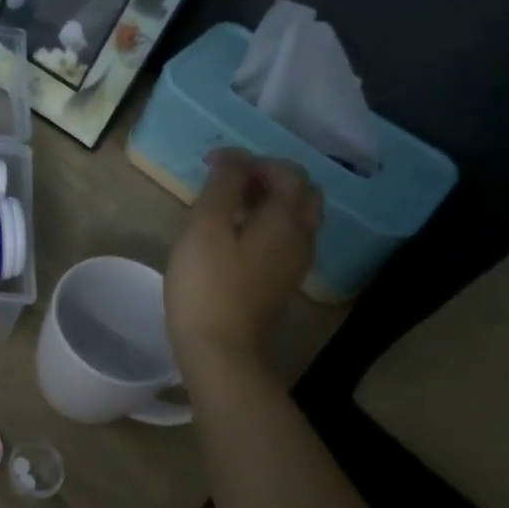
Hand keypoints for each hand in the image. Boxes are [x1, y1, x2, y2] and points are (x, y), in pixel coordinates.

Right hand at [165, 150, 322, 374]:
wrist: (220, 349)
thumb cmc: (207, 284)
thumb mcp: (206, 228)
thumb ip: (222, 187)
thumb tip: (232, 159)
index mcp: (286, 219)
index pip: (285, 171)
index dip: (250, 159)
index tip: (211, 163)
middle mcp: (302, 236)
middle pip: (300, 191)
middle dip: (267, 176)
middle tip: (227, 181)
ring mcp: (296, 262)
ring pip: (296, 216)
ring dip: (268, 200)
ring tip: (228, 205)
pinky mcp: (282, 281)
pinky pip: (286, 238)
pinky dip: (267, 223)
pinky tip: (235, 234)